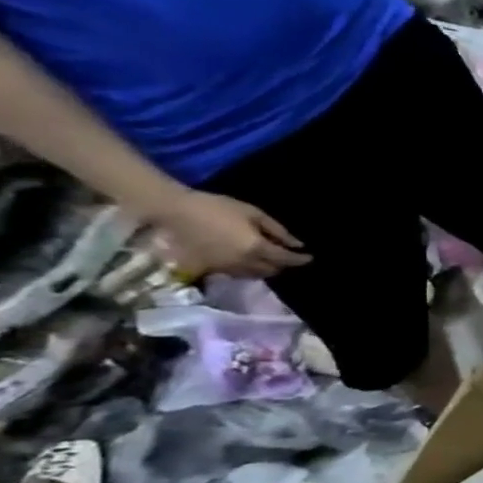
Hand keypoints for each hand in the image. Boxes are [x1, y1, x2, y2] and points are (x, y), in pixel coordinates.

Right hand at [147, 190, 310, 278]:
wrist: (172, 211)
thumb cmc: (215, 207)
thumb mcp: (252, 213)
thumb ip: (277, 230)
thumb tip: (297, 244)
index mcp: (256, 248)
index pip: (285, 259)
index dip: (300, 259)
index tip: (310, 257)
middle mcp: (244, 263)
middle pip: (272, 271)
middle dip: (283, 265)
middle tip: (288, 256)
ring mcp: (226, 268)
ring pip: (255, 275)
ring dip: (266, 269)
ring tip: (271, 259)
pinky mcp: (211, 269)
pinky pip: (238, 274)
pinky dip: (248, 270)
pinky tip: (249, 260)